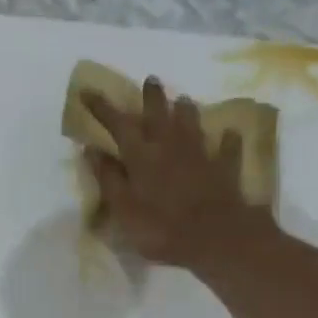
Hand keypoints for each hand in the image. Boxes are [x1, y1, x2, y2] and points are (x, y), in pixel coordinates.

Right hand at [84, 78, 276, 276]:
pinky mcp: (224, 168)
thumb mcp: (124, 209)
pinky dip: (227, 140)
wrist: (216, 237)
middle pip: (160, 114)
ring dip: (186, 111)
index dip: (102, 108)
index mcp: (141, 156)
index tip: (88, 91)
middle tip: (151, 79)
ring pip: (192, 124)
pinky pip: (227, 149)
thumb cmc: (161, 228)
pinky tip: (230, 134)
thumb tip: (91, 150)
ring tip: (184, 100)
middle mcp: (170, 146)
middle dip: (152, 96)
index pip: (118, 124)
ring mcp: (200, 155)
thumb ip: (108, 179)